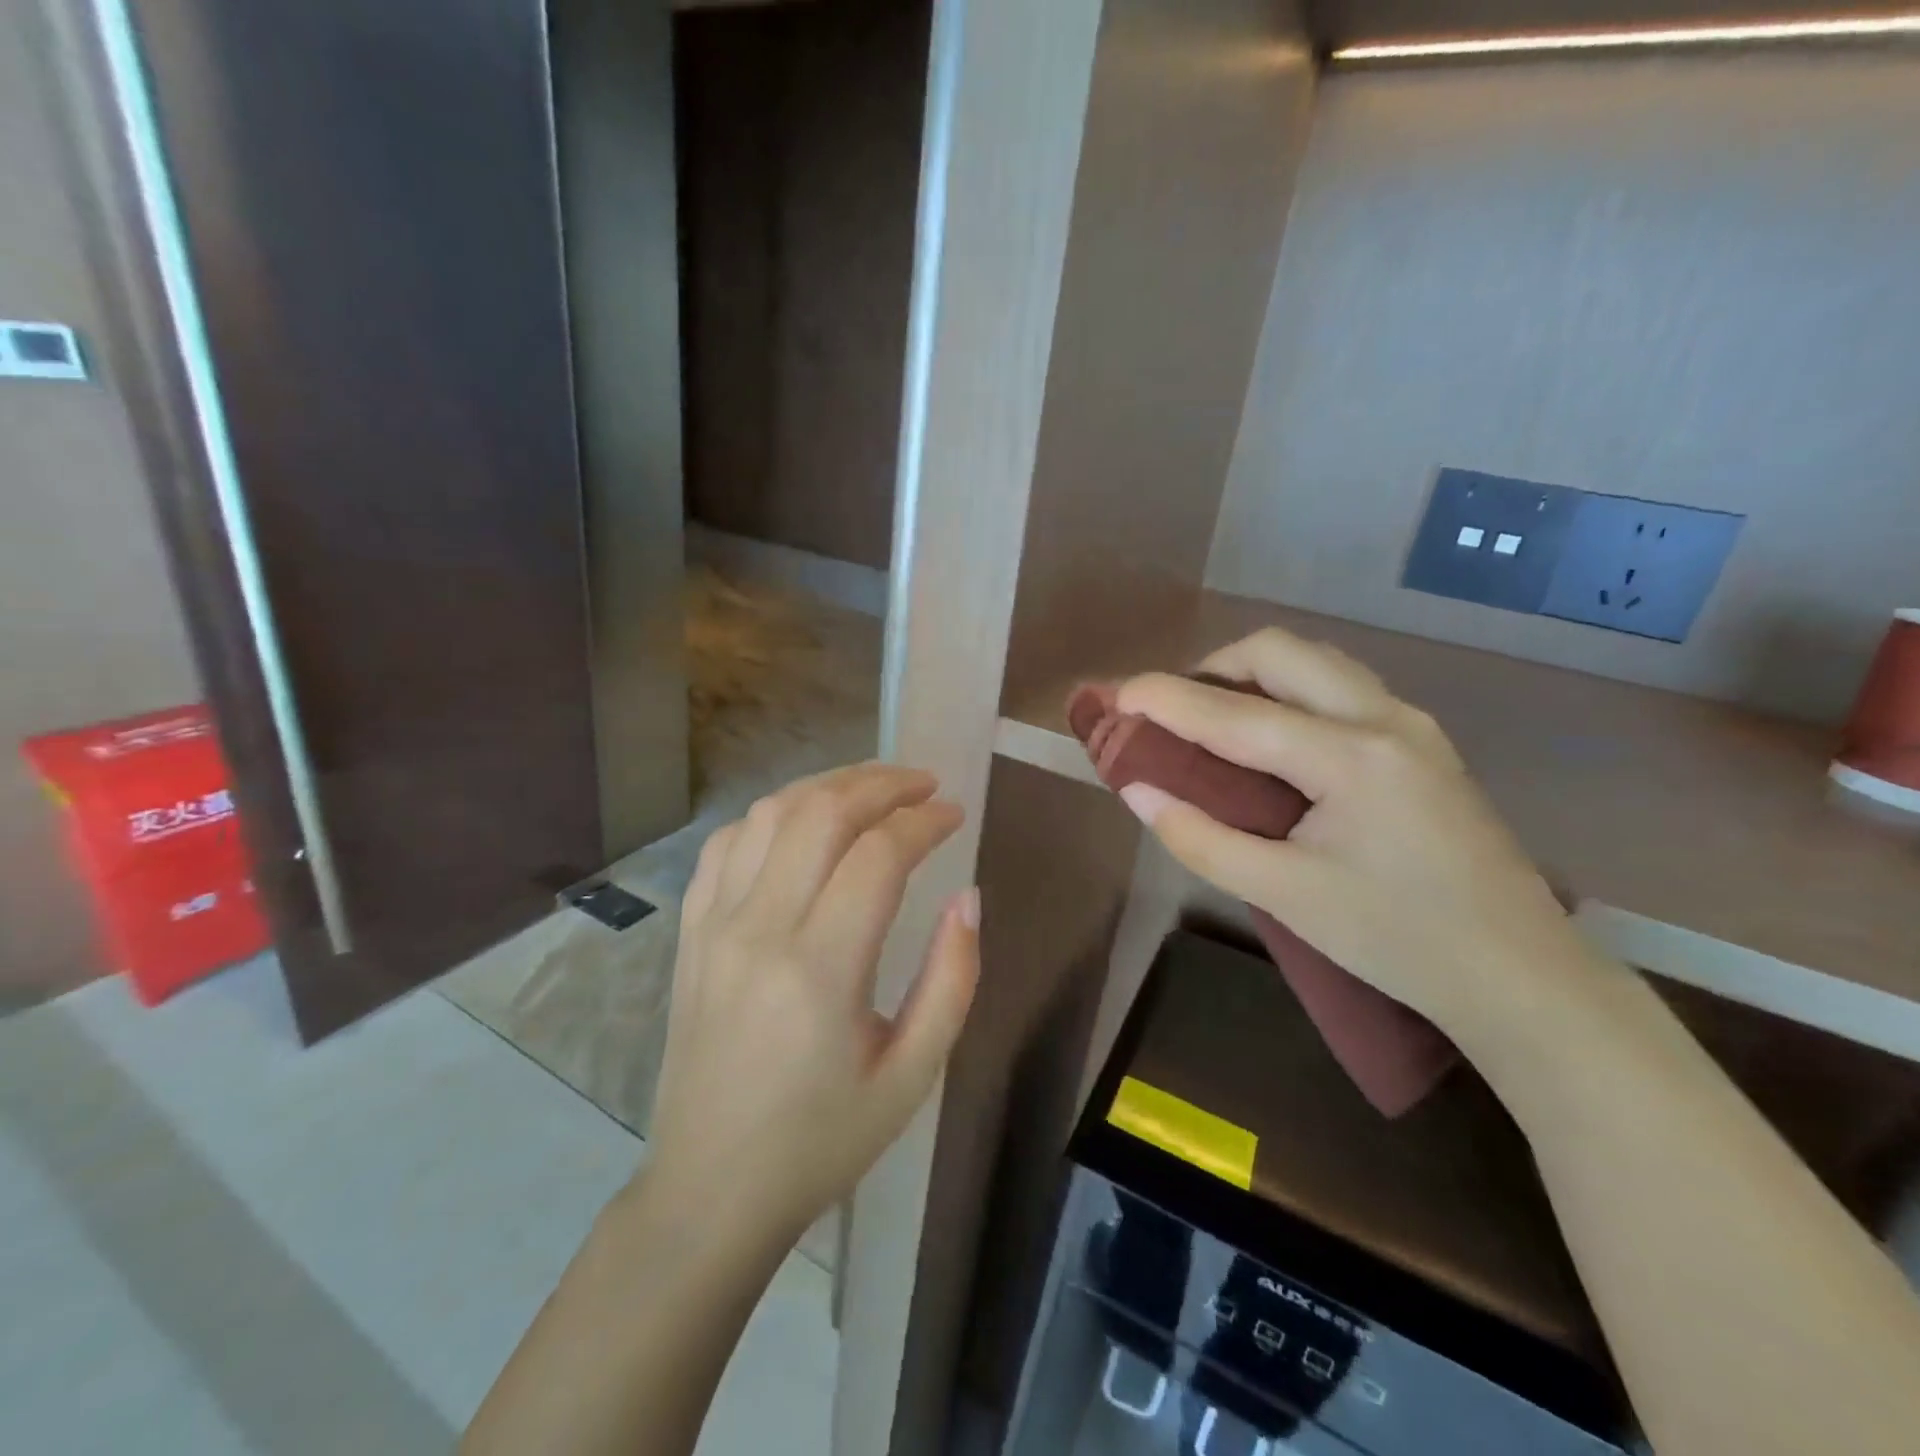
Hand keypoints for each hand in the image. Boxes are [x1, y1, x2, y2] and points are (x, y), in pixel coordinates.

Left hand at [644, 762, 979, 1251]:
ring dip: (828, 786)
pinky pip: (727, 843)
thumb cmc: (823, 1140)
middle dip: (881, 784)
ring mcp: (715, 925)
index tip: (954, 814)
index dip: (924, 821)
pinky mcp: (691, 931)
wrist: (710, 1189)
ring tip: (872, 789)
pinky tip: (803, 824)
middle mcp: (760, 929)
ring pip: (771, 813)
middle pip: (822, 813)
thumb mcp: (912, 1075)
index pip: (878, 854)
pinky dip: (772, 815)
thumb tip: (968, 896)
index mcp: (821, 969)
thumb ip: (952, 978)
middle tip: (923, 784)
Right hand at [1114, 628, 1605, 1046]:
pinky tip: (1275, 741)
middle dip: (1213, 667)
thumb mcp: (1284, 896)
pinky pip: (1341, 687)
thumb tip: (1138, 792)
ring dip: (1254, 674)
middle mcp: (1384, 719)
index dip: (1165, 699)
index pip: (1234, 713)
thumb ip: (1200, 838)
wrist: (1520, 976)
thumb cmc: (1396, 940)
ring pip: (1316, 662)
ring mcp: (1412, 724)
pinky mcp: (1423, 741)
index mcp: (1349, 758)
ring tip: (1217, 720)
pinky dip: (1290, 692)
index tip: (1116, 694)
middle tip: (1175, 713)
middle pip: (1281, 652)